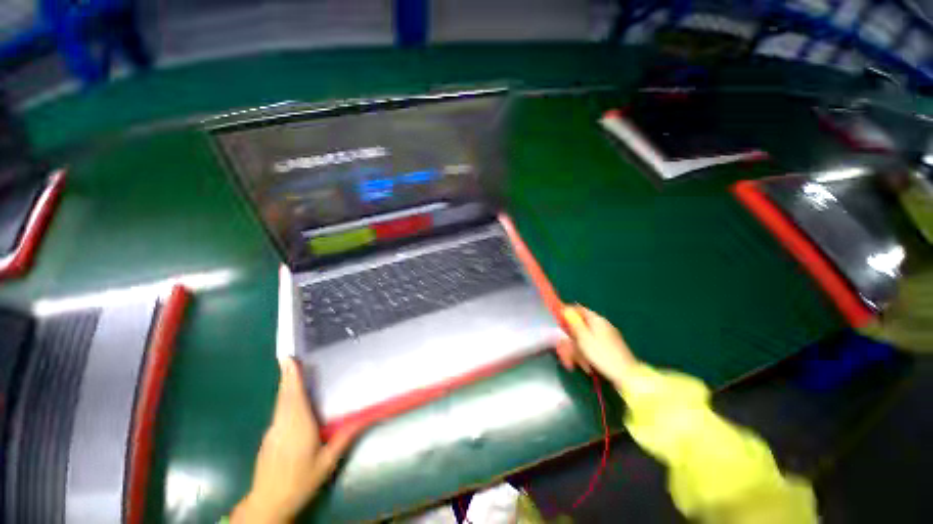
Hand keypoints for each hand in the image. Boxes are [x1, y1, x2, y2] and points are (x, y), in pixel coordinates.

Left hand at [231, 359, 358, 523]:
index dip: (290, 376)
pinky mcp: (268, 438)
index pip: (293, 396)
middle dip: (289, 375)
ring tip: (295, 372)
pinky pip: (279, 411)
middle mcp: (282, 424)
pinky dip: (285, 399)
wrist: (268, 504)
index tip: (288, 358)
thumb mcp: (327, 462)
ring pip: (280, 403)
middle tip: (293, 358)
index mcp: (297, 426)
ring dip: (287, 386)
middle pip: (285, 395)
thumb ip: (344, 437)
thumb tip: (365, 417)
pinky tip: (293, 399)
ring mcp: (272, 431)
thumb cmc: (300, 482)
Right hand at [557, 305, 638, 384]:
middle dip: (570, 338)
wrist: (626, 375)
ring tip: (574, 362)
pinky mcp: (610, 349)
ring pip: (585, 338)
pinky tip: (585, 365)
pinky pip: (592, 347)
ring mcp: (607, 337)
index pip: (579, 309)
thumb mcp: (583, 337)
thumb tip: (566, 310)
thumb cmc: (601, 354)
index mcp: (596, 320)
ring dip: (576, 349)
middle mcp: (602, 325)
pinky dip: (586, 354)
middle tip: (564, 350)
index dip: (568, 313)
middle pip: (580, 326)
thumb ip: (574, 322)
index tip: (558, 321)